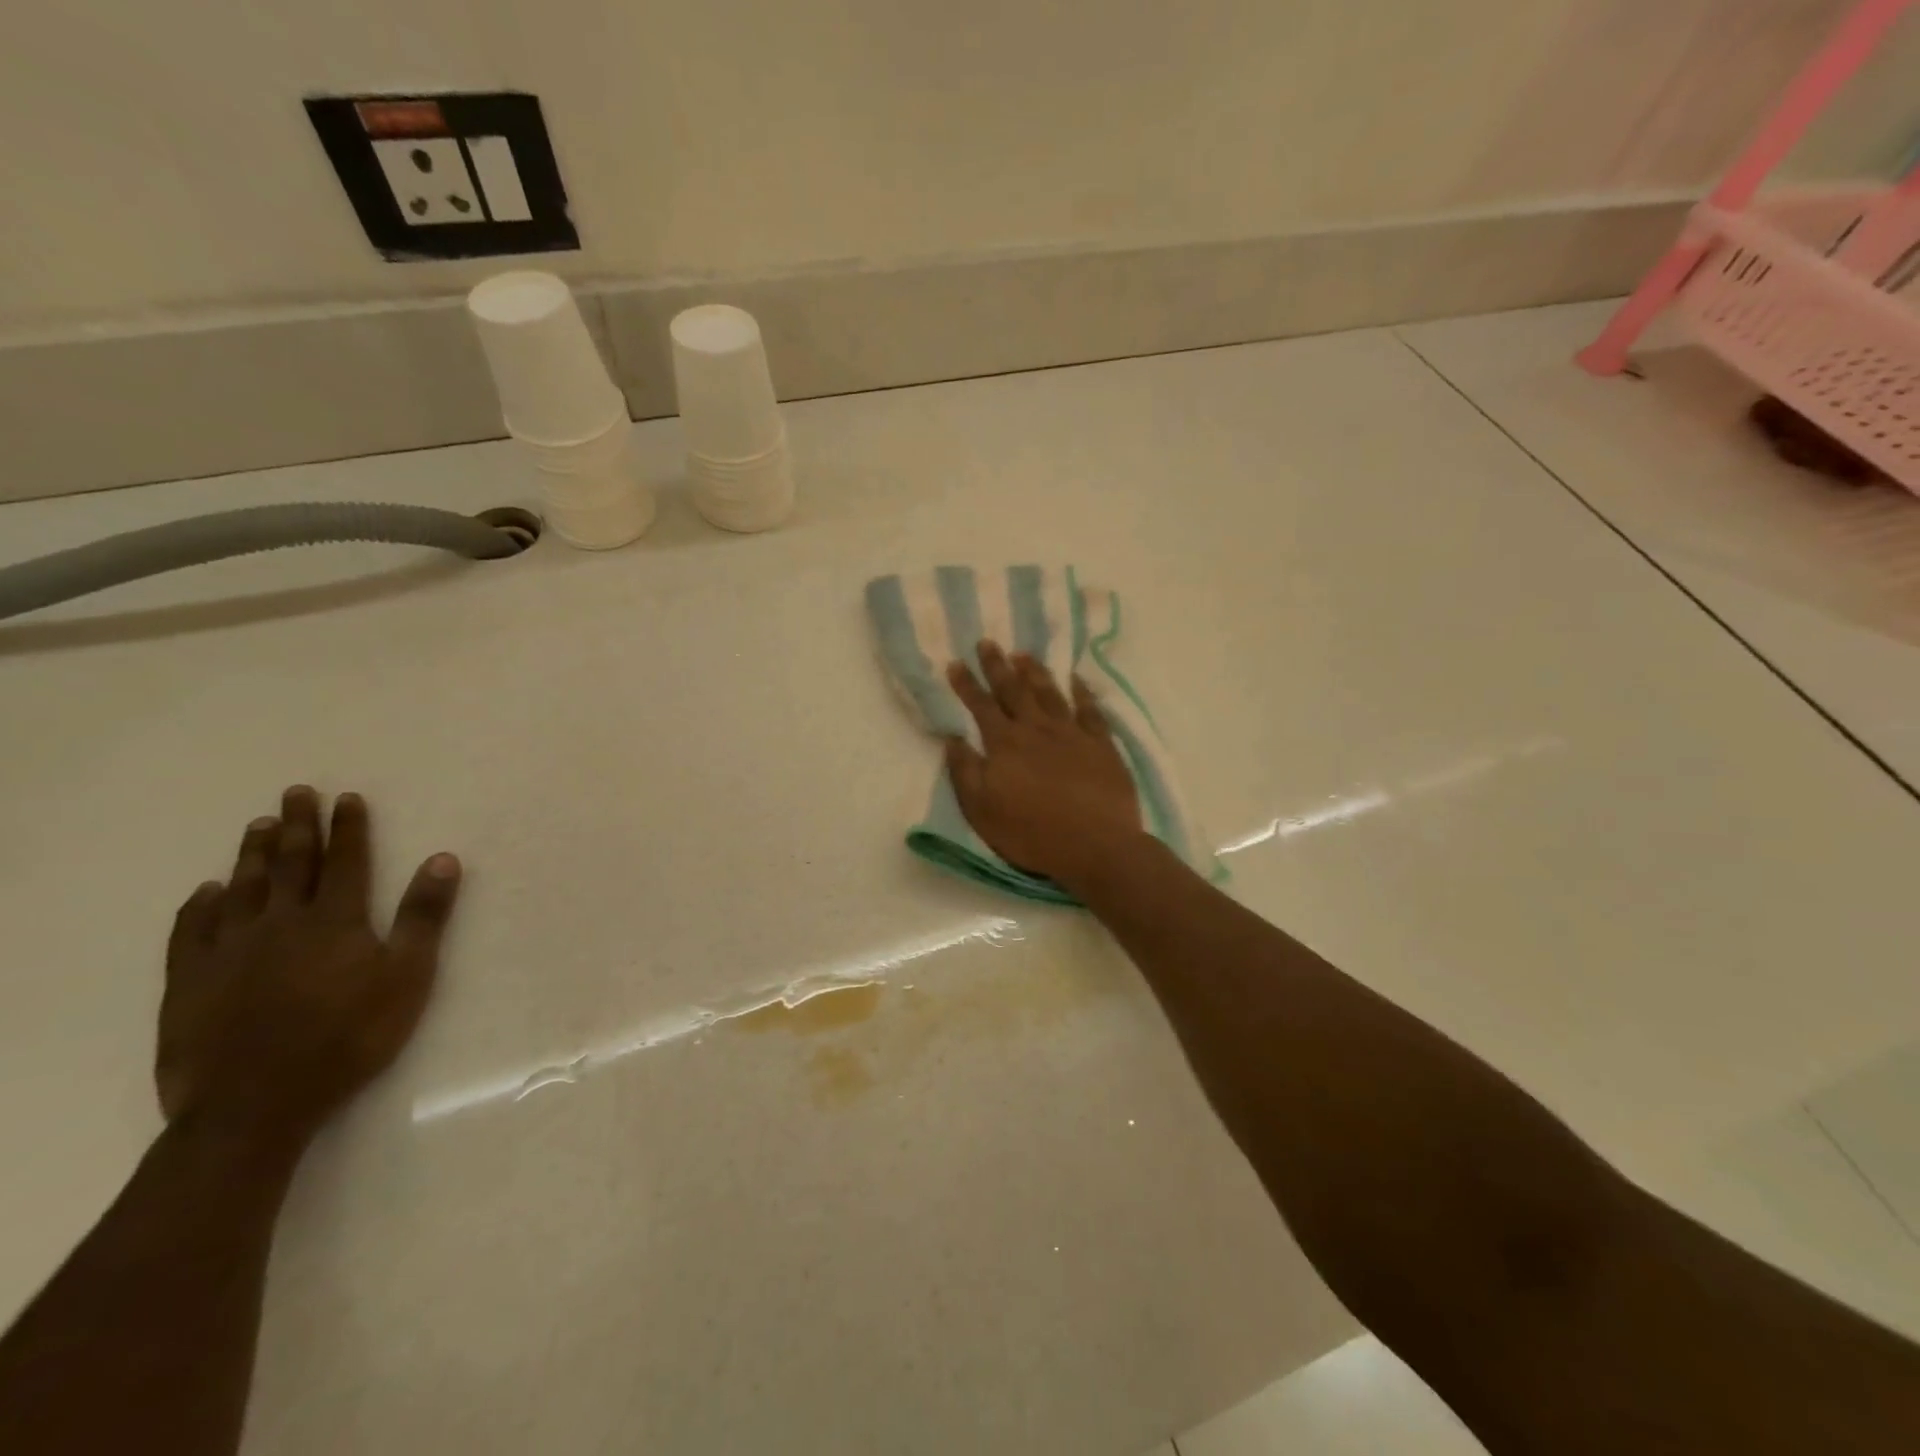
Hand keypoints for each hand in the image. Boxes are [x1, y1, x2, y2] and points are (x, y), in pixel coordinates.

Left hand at [158, 786, 461, 1149]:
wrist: (257, 1103)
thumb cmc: (350, 1036)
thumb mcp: (408, 976)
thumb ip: (424, 916)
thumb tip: (444, 859)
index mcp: (335, 920)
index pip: (345, 861)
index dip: (349, 828)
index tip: (347, 797)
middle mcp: (280, 923)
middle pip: (291, 864)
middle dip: (298, 826)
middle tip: (295, 792)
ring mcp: (229, 950)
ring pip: (242, 889)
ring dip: (252, 855)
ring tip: (257, 825)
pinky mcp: (189, 982)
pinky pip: (192, 931)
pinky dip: (200, 906)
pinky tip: (206, 892)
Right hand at [945, 642, 1144, 889]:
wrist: (1096, 845)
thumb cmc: (1032, 833)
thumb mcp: (982, 810)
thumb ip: (964, 771)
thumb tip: (952, 738)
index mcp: (1005, 744)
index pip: (981, 706)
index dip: (967, 684)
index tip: (956, 663)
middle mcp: (1037, 729)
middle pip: (1014, 690)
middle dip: (998, 666)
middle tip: (988, 642)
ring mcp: (1072, 733)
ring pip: (1049, 693)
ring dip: (1034, 672)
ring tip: (1023, 653)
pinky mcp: (1102, 744)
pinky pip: (1090, 709)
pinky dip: (1082, 692)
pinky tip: (1076, 679)